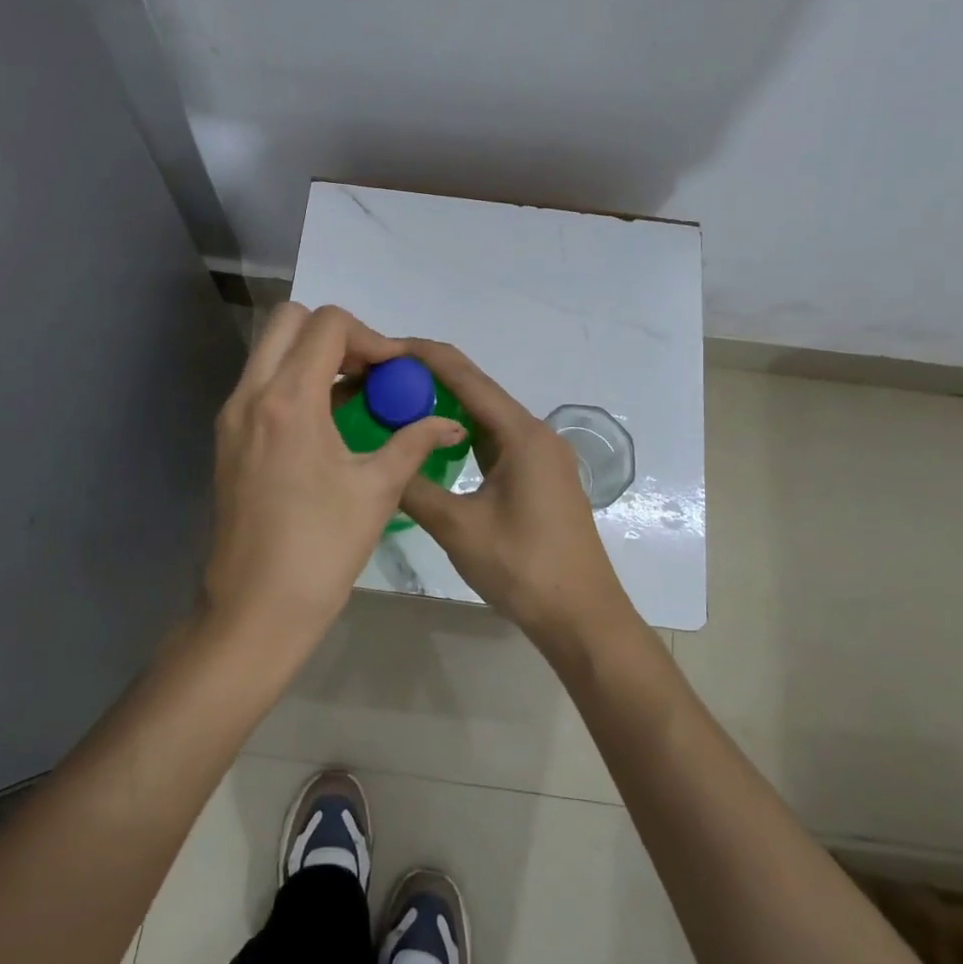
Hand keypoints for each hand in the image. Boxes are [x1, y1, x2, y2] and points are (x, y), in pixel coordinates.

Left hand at [204, 305, 467, 649]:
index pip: (327, 324)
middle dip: (335, 334)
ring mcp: (232, 416)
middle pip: (289, 321)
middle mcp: (251, 394)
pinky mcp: (227, 438)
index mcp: (289, 400)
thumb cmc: (322, 549)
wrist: (255, 608)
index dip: (370, 336)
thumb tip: (450, 423)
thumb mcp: (377, 490)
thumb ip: (414, 442)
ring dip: (312, 357)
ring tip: (352, 396)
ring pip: (270, 351)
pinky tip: (326, 423)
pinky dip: (293, 382)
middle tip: (369, 373)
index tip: (394, 372)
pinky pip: (261, 384)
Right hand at [397, 340, 631, 651]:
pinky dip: (463, 435)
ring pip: (486, 416)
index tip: (383, 347)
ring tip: (397, 405)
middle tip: (380, 380)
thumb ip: (414, 488)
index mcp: (521, 434)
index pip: (465, 376)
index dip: (422, 356)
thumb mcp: (458, 528)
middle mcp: (535, 433)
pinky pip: (495, 440)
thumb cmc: (523, 568)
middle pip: (477, 390)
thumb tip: (380, 461)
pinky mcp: (540, 476)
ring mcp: (541, 455)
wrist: (582, 616)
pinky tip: (434, 443)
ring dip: (445, 407)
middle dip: (429, 379)